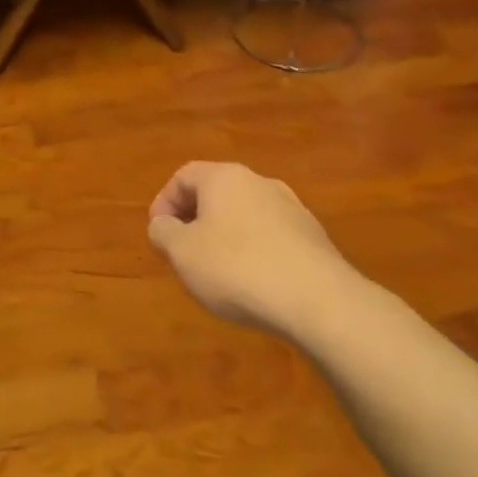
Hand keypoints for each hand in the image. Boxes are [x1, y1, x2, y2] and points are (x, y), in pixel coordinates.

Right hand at [147, 162, 369, 345]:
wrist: (318, 301)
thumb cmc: (236, 268)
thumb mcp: (182, 253)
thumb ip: (163, 233)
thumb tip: (163, 225)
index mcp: (225, 178)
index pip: (184, 176)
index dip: (163, 203)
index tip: (159, 235)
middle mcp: (260, 183)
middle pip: (216, 193)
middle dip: (194, 220)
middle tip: (182, 253)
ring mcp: (292, 209)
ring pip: (244, 215)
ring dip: (224, 237)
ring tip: (215, 273)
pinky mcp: (313, 238)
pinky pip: (270, 237)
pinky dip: (252, 252)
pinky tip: (251, 284)